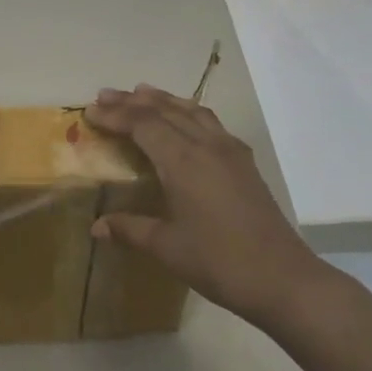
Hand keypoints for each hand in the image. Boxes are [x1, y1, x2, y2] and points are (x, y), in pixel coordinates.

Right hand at [85, 85, 324, 327]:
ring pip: (191, 110)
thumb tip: (96, 226)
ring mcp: (229, 151)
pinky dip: (188, 111)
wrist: (281, 277)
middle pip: (165, 110)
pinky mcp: (244, 162)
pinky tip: (184, 119)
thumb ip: (130, 229)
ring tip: (141, 93)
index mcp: (183, 161)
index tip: (90, 111)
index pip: (143, 125)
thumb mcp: (166, 247)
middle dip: (133, 101)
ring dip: (163, 100)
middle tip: (105, 96)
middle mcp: (206, 145)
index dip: (115, 115)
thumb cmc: (218, 262)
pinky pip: (210, 122)